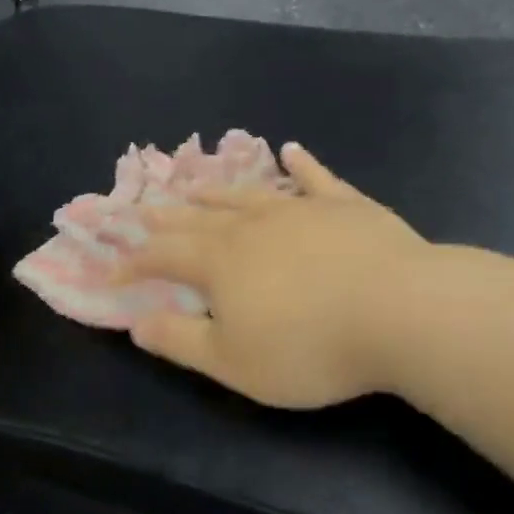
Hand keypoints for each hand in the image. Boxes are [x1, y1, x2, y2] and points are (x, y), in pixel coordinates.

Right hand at [117, 144, 432, 408]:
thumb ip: (181, 339)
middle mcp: (251, 225)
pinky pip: (315, 179)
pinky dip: (300, 165)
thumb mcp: (234, 362)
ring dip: (217, 191)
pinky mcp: (344, 205)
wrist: (400, 310)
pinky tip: (291, 151)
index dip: (134, 263)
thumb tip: (136, 323)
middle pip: (198, 219)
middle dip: (166, 220)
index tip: (113, 270)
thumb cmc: (310, 346)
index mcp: (220, 262)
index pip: (163, 256)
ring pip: (246, 194)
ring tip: (195, 185)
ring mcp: (299, 209)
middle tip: (143, 212)